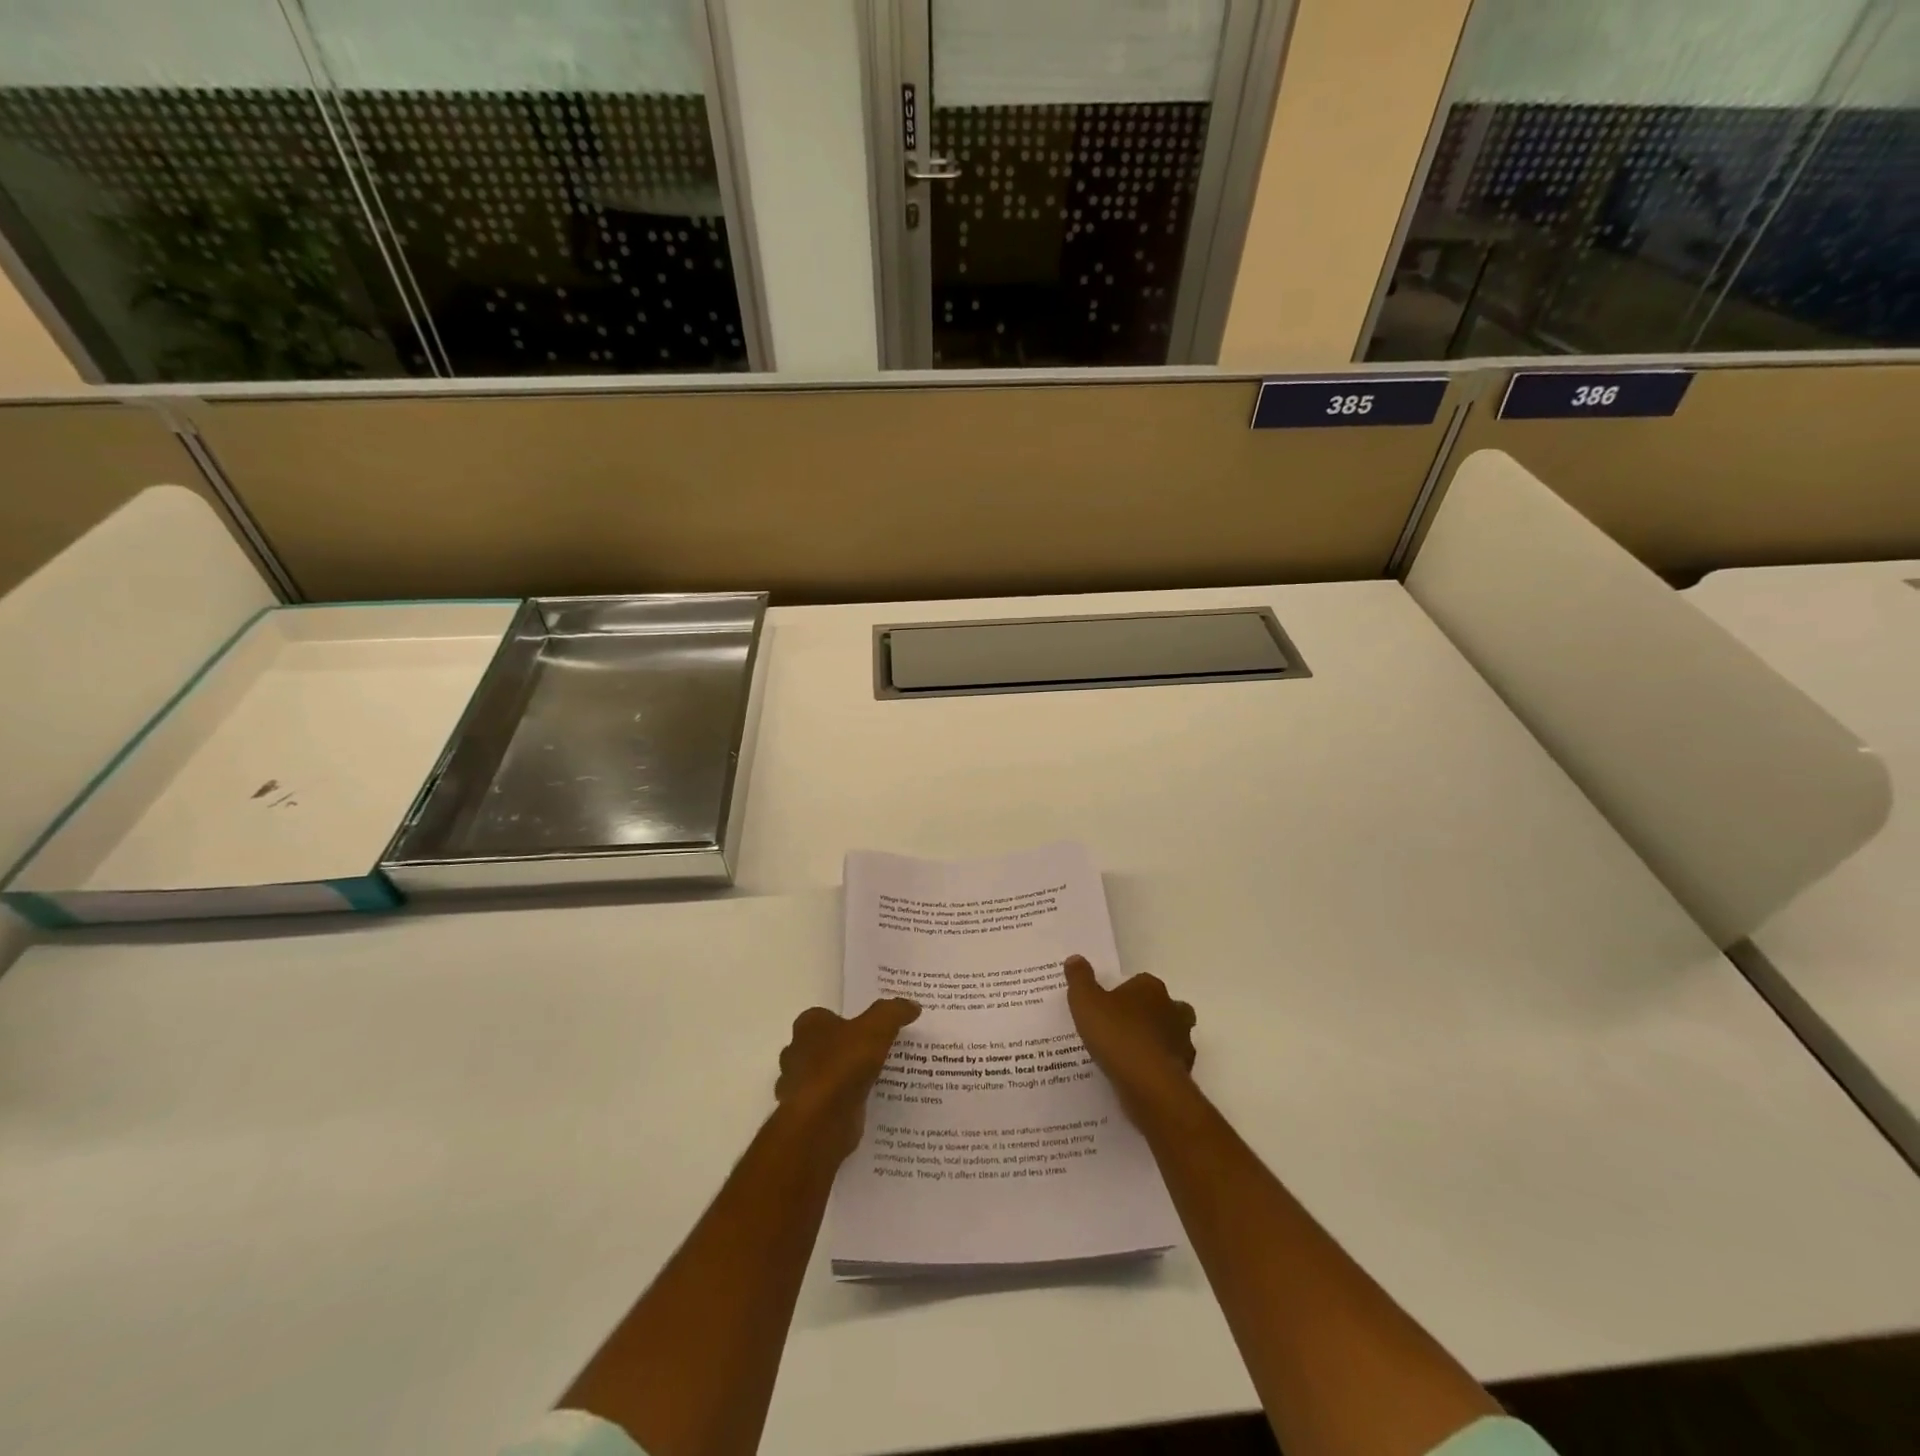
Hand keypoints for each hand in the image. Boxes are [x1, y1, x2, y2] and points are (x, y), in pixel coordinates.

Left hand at [775, 998, 920, 1161]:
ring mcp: (800, 1087)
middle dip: (844, 1049)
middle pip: (824, 1046)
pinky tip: (867, 1104)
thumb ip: (893, 1013)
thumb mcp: (876, 1029)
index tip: (869, 1027)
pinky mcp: (808, 1115)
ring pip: (825, 1076)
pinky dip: (844, 1103)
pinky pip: (830, 1103)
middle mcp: (797, 1053)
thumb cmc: (843, 1065)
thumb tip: (912, 1004)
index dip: (846, 1020)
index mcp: (808, 1027)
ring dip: (844, 1078)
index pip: (825, 1016)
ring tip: (877, 1079)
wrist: (821, 1121)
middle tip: (877, 1052)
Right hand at [1063, 955, 1196, 1115]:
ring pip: (1171, 1035)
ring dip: (1156, 1042)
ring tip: (1129, 1055)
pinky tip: (1137, 1076)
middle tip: (1123, 1027)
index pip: (1140, 982)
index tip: (1108, 1005)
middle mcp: (1173, 1009)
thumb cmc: (1116, 1034)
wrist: (1148, 1084)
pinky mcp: (1184, 1071)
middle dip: (1149, 1015)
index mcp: (1150, 988)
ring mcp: (1182, 1041)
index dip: (1125, 992)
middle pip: (1163, 1006)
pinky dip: (1157, 1067)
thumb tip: (1075, 958)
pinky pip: (1169, 1064)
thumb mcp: (1085, 1002)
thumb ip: (1079, 979)